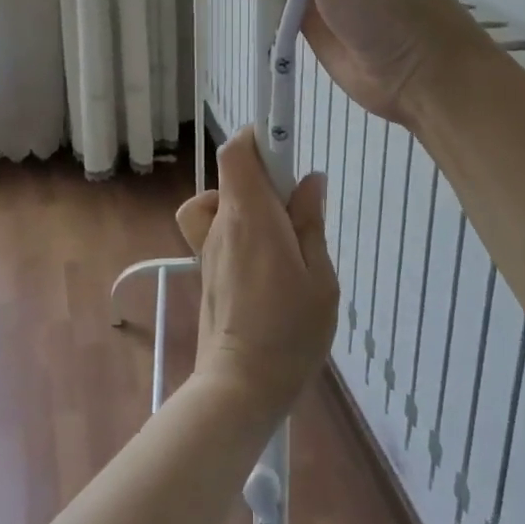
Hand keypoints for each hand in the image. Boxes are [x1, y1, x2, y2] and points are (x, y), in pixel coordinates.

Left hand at [175, 128, 338, 421]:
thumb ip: (310, 222)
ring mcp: (207, 247)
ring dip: (245, 201)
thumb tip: (309, 180)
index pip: (236, 152)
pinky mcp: (205, 270)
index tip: (285, 144)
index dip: (257, 136)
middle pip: (230, 173)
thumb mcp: (319, 277)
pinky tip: (261, 257)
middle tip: (296, 204)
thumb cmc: (289, 332)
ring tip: (277, 231)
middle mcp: (222, 224)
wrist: (240, 387)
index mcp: (250, 216)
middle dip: (263, 173)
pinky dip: (233, 227)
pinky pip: (214, 229)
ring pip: (218, 200)